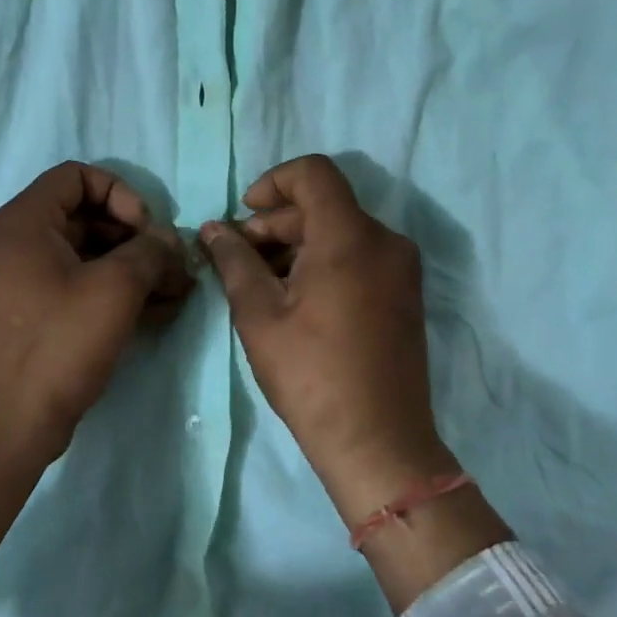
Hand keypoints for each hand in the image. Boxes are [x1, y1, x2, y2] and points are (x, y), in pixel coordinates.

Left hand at [0, 163, 193, 566]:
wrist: (9, 427)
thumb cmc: (59, 345)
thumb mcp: (115, 289)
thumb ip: (149, 251)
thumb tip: (167, 240)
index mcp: (21, 223)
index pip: (75, 177)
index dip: (119, 193)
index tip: (146, 229)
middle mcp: (12, 243)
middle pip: (83, 216)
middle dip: (134, 237)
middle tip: (170, 266)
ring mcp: (16, 280)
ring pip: (83, 254)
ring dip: (130, 267)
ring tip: (174, 292)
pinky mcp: (27, 313)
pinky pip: (72, 284)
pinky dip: (110, 290)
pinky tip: (154, 312)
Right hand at [199, 155, 454, 522]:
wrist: (379, 443)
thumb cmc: (311, 375)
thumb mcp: (259, 314)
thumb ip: (234, 260)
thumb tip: (212, 228)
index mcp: (350, 237)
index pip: (313, 173)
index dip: (272, 182)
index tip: (245, 215)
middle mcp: (384, 240)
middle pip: (323, 205)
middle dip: (276, 222)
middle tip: (238, 258)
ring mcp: (400, 268)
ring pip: (340, 230)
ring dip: (297, 244)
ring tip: (260, 282)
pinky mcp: (404, 293)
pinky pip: (359, 255)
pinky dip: (324, 261)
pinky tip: (294, 297)